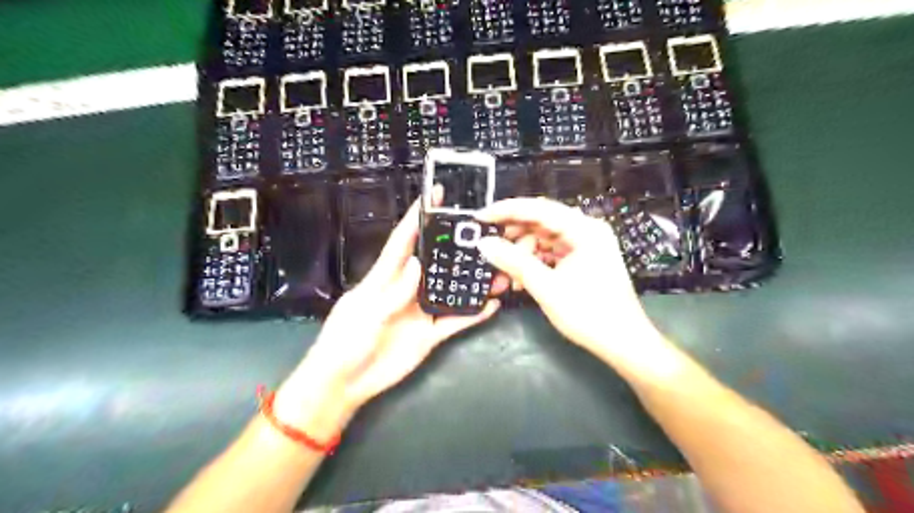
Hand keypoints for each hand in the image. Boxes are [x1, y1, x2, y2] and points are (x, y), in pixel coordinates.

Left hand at [272, 199, 499, 441]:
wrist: (344, 384)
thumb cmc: (344, 343)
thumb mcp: (364, 315)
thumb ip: (392, 292)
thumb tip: (417, 264)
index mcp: (385, 277)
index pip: (403, 241)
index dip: (416, 217)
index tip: (434, 195)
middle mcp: (407, 289)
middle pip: (434, 262)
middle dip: (454, 246)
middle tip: (480, 232)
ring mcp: (420, 311)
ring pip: (450, 291)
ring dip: (470, 282)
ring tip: (496, 269)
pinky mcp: (430, 334)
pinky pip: (456, 321)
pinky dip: (473, 314)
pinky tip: (492, 305)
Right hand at [476, 197, 661, 359]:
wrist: (623, 343)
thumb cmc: (589, 314)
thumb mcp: (546, 287)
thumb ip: (513, 261)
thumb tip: (484, 243)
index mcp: (584, 229)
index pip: (538, 209)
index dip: (506, 211)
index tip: (480, 217)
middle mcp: (586, 231)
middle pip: (541, 222)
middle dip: (513, 236)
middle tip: (487, 246)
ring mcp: (585, 246)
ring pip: (544, 239)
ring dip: (522, 253)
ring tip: (503, 272)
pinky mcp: (582, 260)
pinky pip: (551, 253)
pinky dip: (534, 263)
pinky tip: (519, 279)